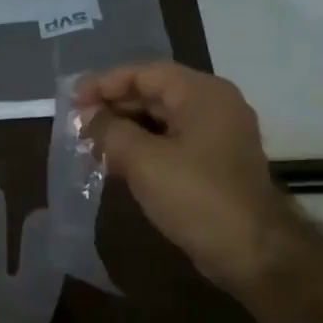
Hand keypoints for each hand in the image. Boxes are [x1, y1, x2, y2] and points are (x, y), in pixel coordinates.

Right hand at [75, 62, 290, 291]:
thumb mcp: (144, 161)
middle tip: (77, 125)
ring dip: (125, 130)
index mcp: (202, 94)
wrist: (250, 249)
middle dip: (114, 107)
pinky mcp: (214, 164)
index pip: (145, 73)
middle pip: (154, 94)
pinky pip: (171, 143)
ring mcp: (217, 136)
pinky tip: (116, 164)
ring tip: (90, 146)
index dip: (105, 83)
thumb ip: (110, 131)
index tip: (72, 100)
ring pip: (161, 120)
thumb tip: (87, 116)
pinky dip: (143, 148)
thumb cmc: (196, 196)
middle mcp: (214, 106)